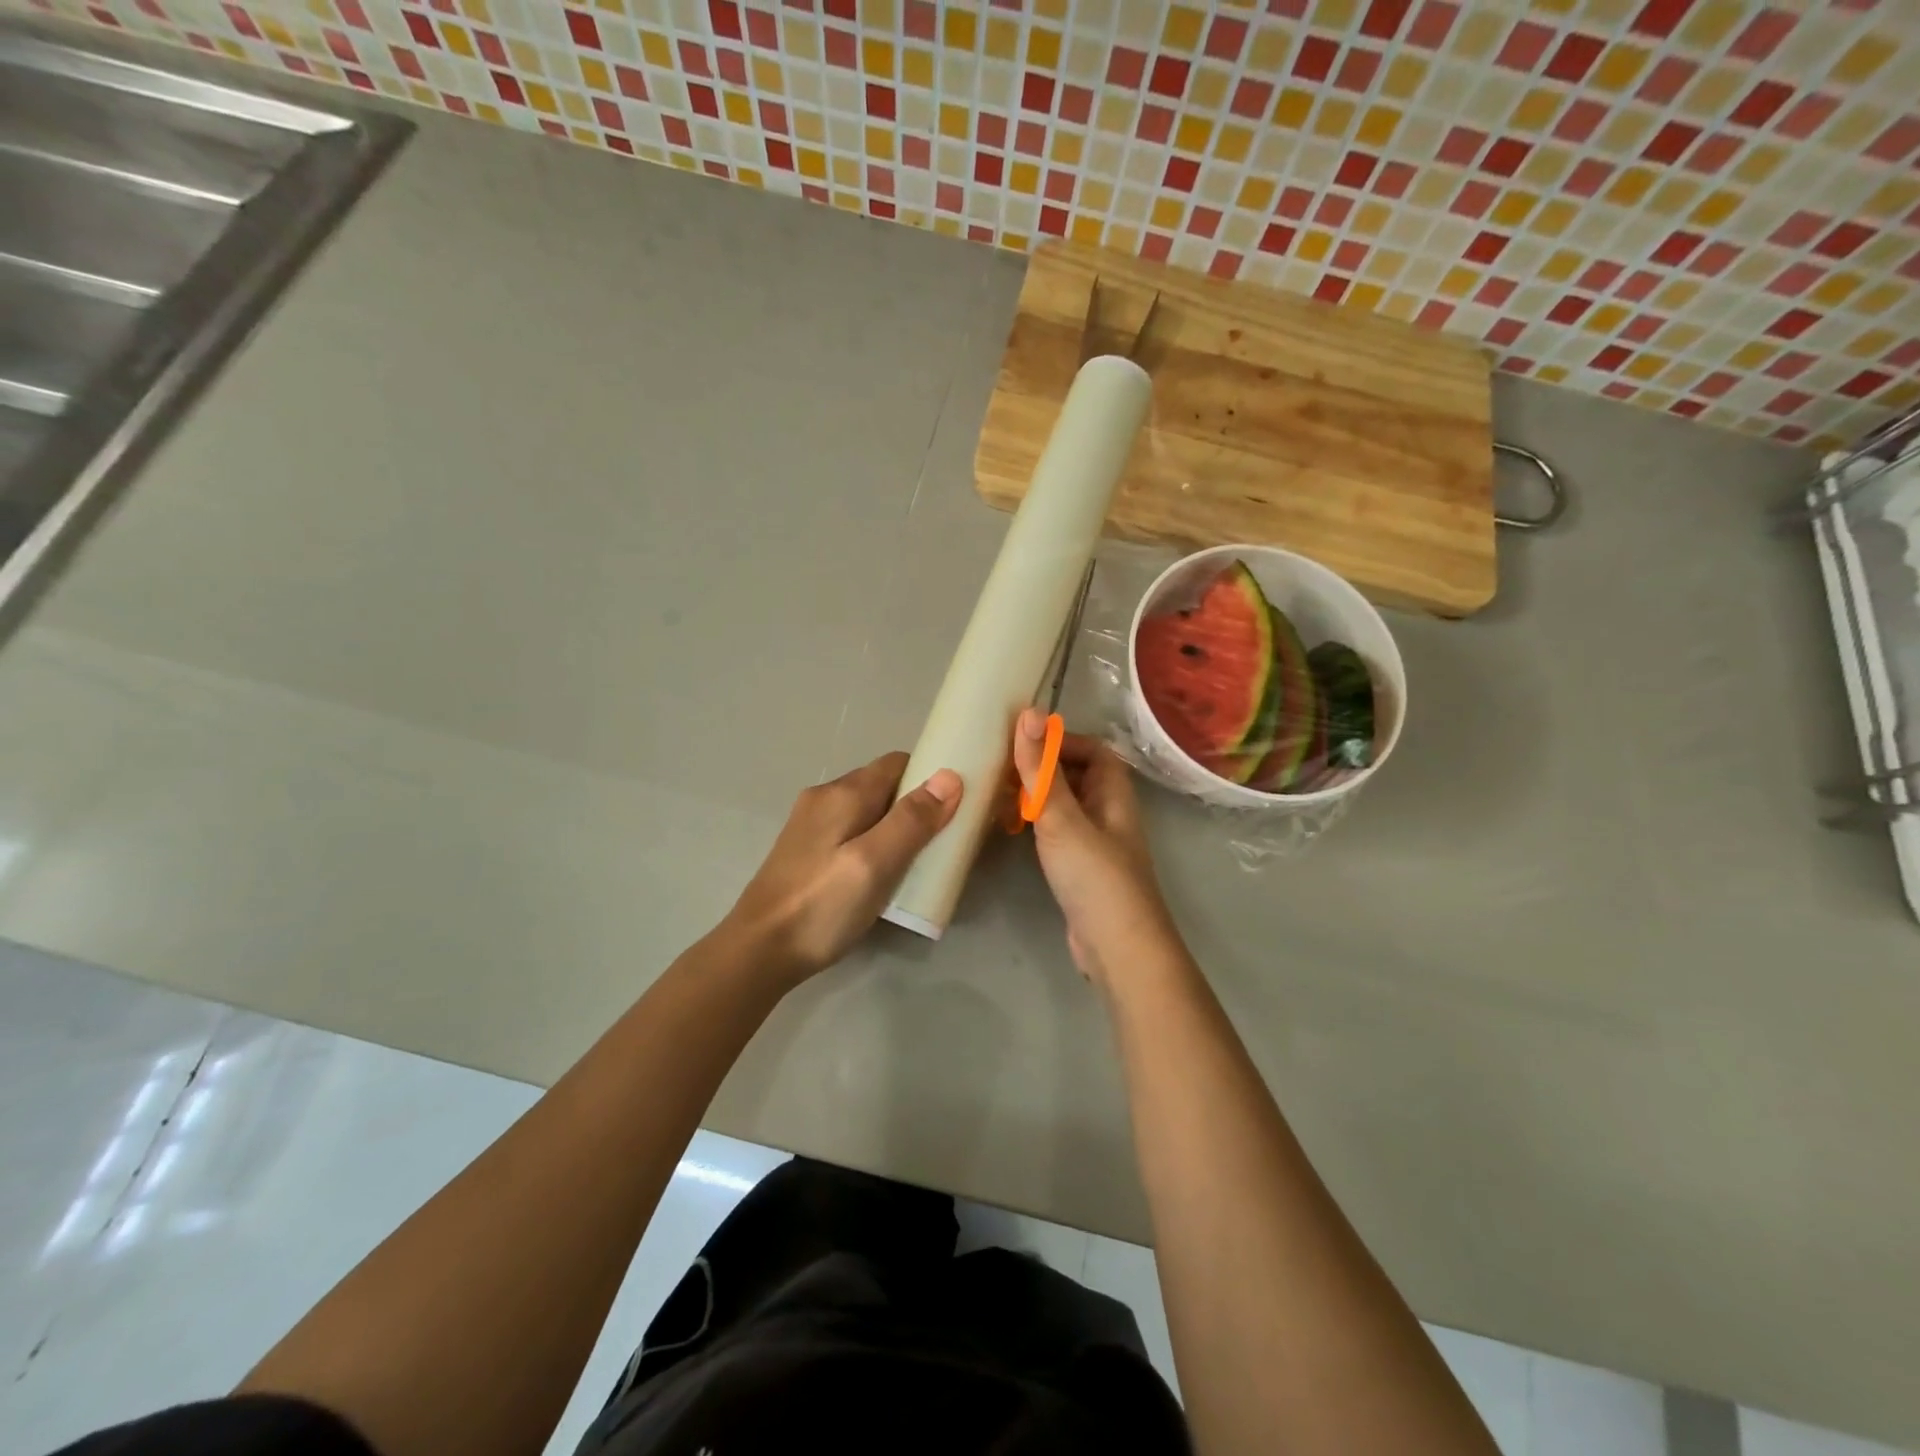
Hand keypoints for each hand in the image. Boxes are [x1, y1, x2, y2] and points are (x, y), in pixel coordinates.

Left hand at [726, 752, 961, 981]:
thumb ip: (911, 820)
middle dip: (917, 805)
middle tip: (943, 840)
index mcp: (843, 792)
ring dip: (896, 827)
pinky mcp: (805, 851)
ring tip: (919, 861)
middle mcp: (825, 798)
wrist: (758, 951)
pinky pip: (851, 832)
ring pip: (868, 811)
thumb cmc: (822, 906)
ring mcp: (811, 825)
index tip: (958, 805)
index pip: (898, 763)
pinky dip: (875, 843)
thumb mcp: (875, 863)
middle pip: (883, 786)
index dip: (930, 776)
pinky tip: (882, 875)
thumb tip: (949, 776)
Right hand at [1012, 707, 1179, 983]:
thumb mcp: (1061, 817)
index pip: (1095, 751)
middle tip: (1001, 767)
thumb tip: (1029, 711)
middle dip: (1043, 768)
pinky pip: (1057, 834)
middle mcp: (1109, 814)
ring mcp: (1096, 845)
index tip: (1024, 743)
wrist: (1117, 948)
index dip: (1063, 741)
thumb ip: (1041, 769)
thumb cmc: (1094, 876)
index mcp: (1114, 795)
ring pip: (1066, 807)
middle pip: (1079, 776)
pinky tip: (1011, 830)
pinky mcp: (1081, 871)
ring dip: (1037, 797)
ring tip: (998, 794)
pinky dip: (1036, 826)